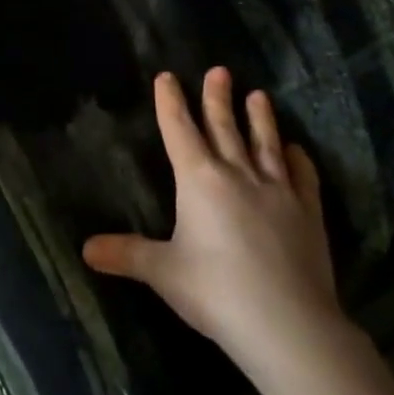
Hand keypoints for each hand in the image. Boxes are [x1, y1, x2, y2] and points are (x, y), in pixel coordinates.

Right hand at [83, 68, 347, 370]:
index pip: (180, 130)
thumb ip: (126, 255)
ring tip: (259, 95)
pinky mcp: (308, 212)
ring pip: (265, 143)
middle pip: (224, 127)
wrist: (287, 323)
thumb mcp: (163, 272)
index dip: (171, 102)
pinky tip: (296, 149)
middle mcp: (238, 174)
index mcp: (199, 180)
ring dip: (260, 118)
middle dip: (217, 98)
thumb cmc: (215, 291)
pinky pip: (302, 176)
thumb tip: (85, 249)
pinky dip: (298, 159)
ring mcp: (278, 190)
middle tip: (219, 71)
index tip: (167, 77)